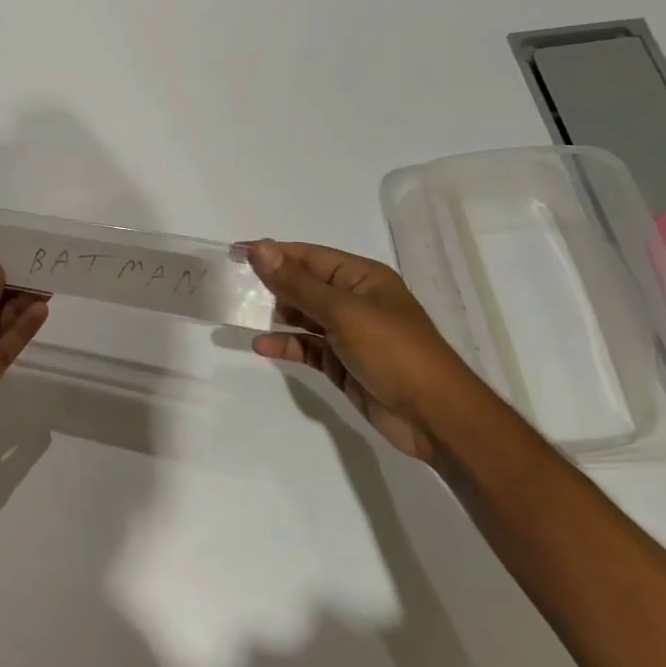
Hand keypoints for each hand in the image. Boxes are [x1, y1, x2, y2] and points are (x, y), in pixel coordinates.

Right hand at [245, 240, 477, 461]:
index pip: (308, 256)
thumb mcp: (342, 312)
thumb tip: (261, 249)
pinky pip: (307, 347)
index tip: (235, 253)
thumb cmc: (393, 351)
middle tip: (230, 285)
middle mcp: (354, 300)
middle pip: (303, 284)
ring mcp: (349, 333)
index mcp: (361, 277)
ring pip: (302, 316)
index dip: (272, 253)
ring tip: (239, 313)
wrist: (435, 417)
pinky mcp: (343, 363)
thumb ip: (297, 283)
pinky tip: (261, 346)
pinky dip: (285, 345)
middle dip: (270, 284)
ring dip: (274, 315)